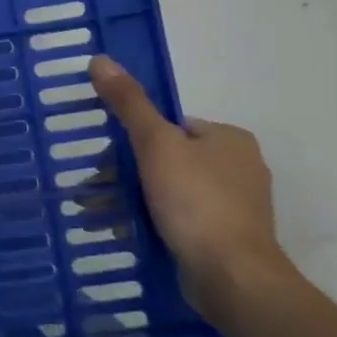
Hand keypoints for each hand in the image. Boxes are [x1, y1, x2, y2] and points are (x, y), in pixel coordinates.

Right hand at [89, 55, 296, 321]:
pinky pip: (182, 220)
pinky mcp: (228, 238)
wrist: (232, 277)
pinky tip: (128, 233)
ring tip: (101, 216)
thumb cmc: (196, 201)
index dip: (136, 139)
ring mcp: (237, 206)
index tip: (108, 160)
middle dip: (129, 175)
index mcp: (230, 139)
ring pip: (172, 191)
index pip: (172, 126)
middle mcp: (240, 168)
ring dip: (136, 201)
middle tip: (97, 191)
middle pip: (169, 159)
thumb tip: (100, 59)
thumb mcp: (155, 143)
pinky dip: (154, 223)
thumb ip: (129, 103)